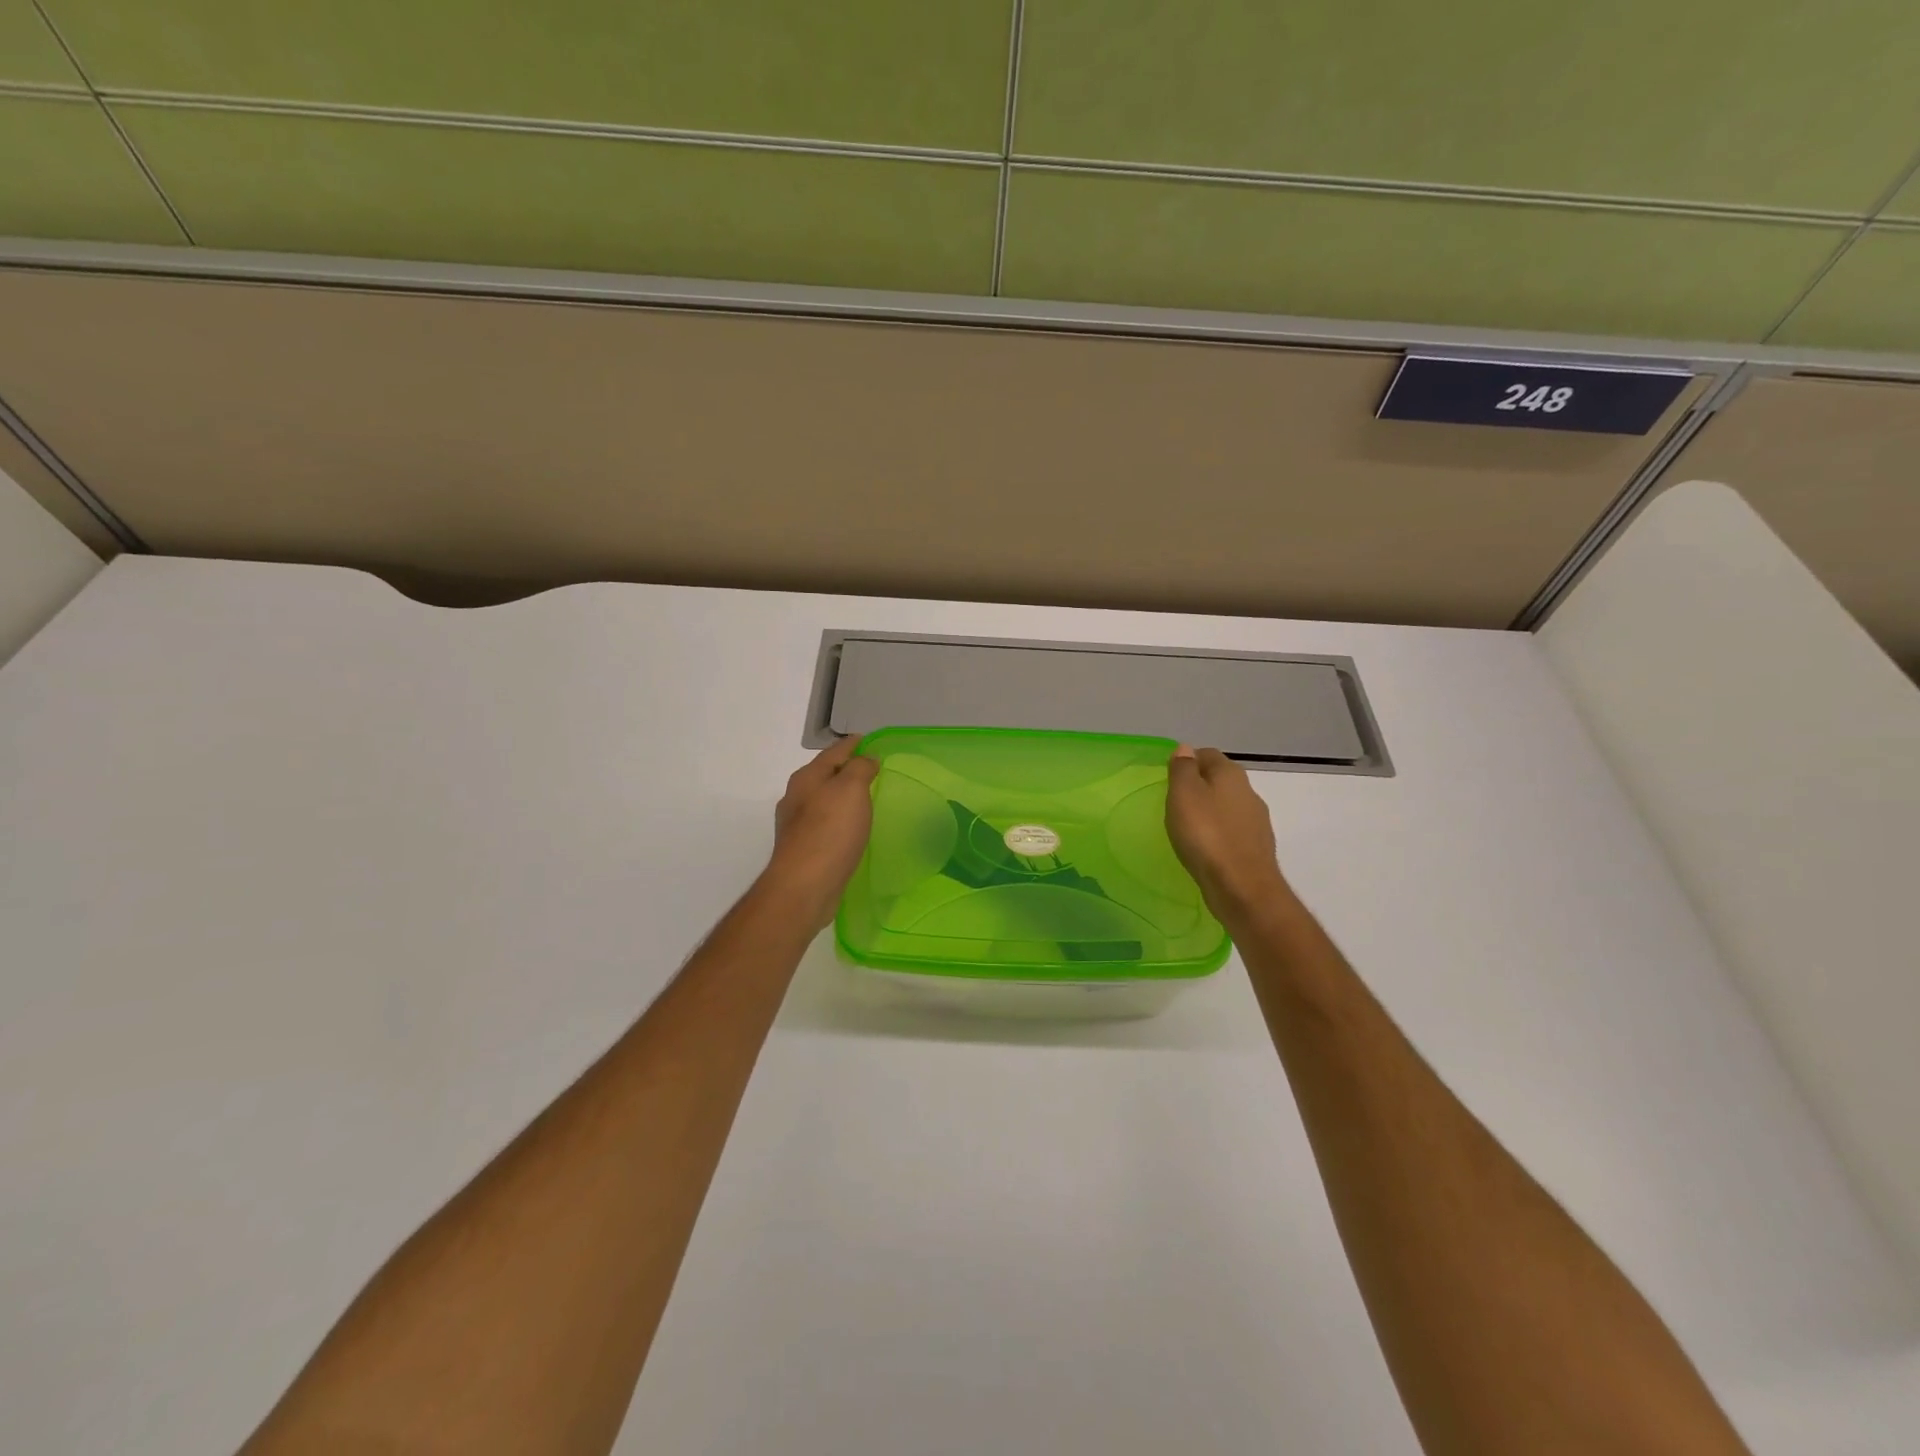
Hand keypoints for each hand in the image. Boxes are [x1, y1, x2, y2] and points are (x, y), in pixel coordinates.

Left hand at [762, 736, 879, 930]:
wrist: (804, 886)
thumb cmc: (830, 831)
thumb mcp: (851, 789)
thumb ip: (860, 768)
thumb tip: (866, 758)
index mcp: (807, 777)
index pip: (834, 752)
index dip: (853, 744)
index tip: (870, 740)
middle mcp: (797, 797)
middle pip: (825, 775)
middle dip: (846, 770)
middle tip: (872, 769)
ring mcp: (797, 825)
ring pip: (824, 800)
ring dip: (842, 797)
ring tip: (865, 799)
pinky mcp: (803, 850)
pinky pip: (825, 825)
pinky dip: (840, 820)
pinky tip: (852, 830)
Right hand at [1166, 745, 1293, 923]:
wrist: (1242, 887)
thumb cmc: (1206, 835)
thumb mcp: (1183, 794)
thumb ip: (1183, 769)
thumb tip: (1186, 748)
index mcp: (1230, 774)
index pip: (1207, 754)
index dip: (1187, 760)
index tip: (1168, 776)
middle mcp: (1248, 792)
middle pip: (1220, 780)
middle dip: (1199, 786)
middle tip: (1174, 801)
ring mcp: (1257, 821)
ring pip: (1228, 806)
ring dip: (1210, 811)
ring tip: (1187, 826)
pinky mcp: (1256, 848)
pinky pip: (1233, 832)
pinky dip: (1218, 833)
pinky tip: (1205, 847)